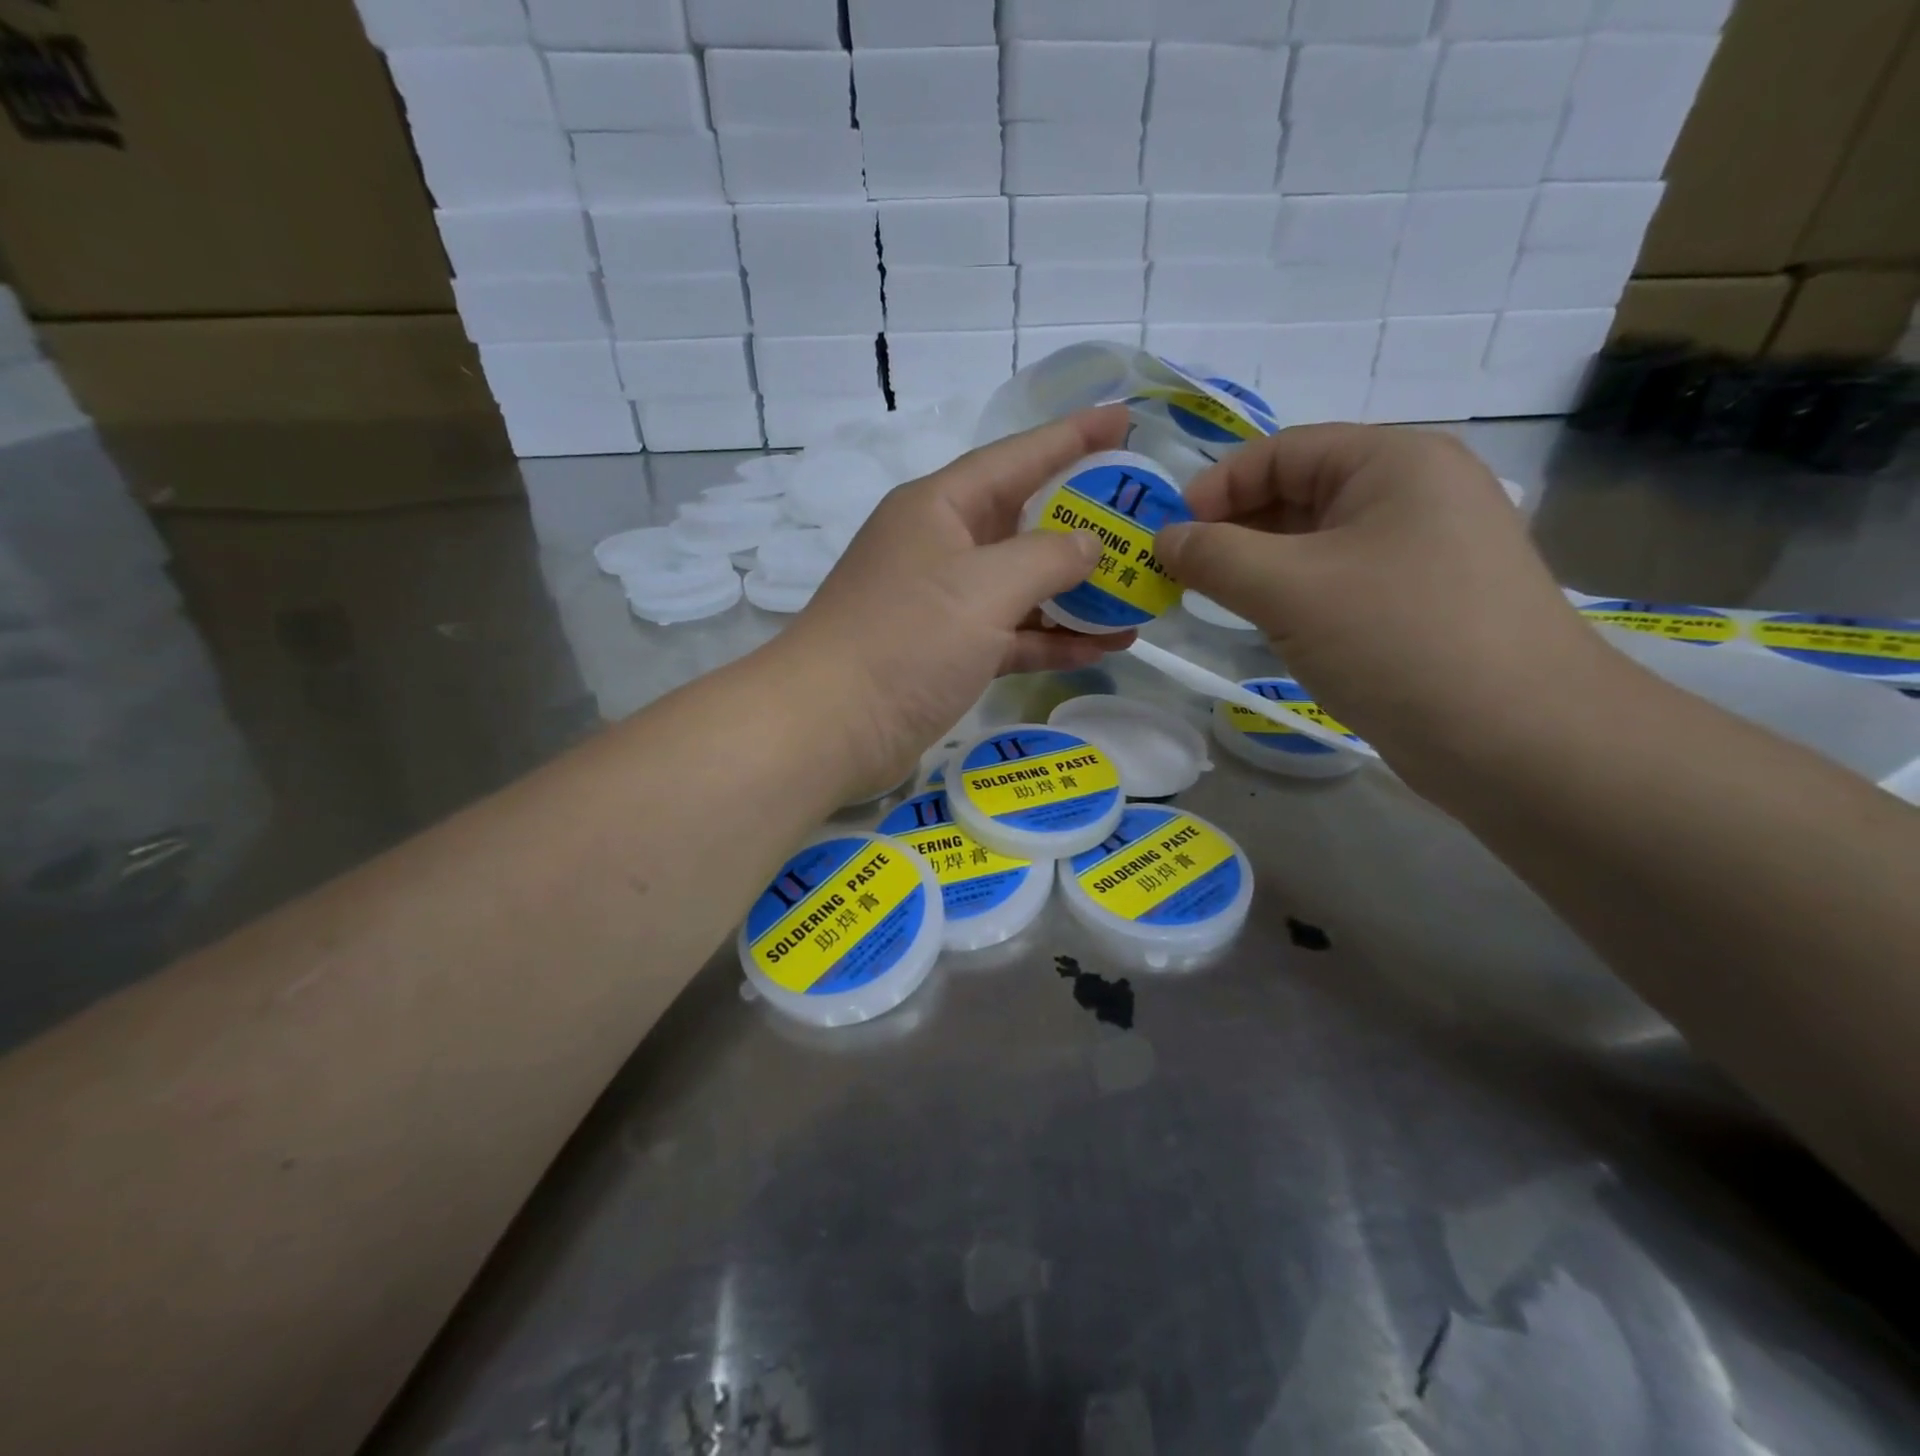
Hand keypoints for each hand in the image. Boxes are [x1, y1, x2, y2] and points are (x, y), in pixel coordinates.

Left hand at [782, 406, 1135, 794]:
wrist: (831, 726)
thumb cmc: (906, 639)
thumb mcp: (984, 586)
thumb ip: (1047, 556)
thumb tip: (1088, 544)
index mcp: (940, 506)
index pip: (1018, 456)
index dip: (1074, 436)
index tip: (1126, 420)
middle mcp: (942, 546)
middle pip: (1025, 520)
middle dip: (1086, 521)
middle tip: (1146, 520)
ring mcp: (945, 603)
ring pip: (1024, 584)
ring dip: (1078, 591)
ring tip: (1140, 592)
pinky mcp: (950, 653)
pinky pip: (1014, 634)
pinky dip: (1054, 639)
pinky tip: (1105, 647)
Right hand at [1155, 424, 1606, 774]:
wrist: (1519, 739)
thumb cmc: (1398, 639)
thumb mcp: (1289, 589)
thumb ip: (1215, 556)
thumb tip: (1165, 540)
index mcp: (1394, 462)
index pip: (1282, 451)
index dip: (1216, 487)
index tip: (1168, 537)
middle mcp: (1415, 494)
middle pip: (1300, 493)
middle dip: (1234, 530)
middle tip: (1180, 574)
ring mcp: (1425, 552)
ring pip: (1318, 544)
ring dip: (1260, 567)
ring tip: (1213, 601)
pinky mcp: (1424, 605)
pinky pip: (1341, 583)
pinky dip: (1296, 597)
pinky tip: (1269, 627)